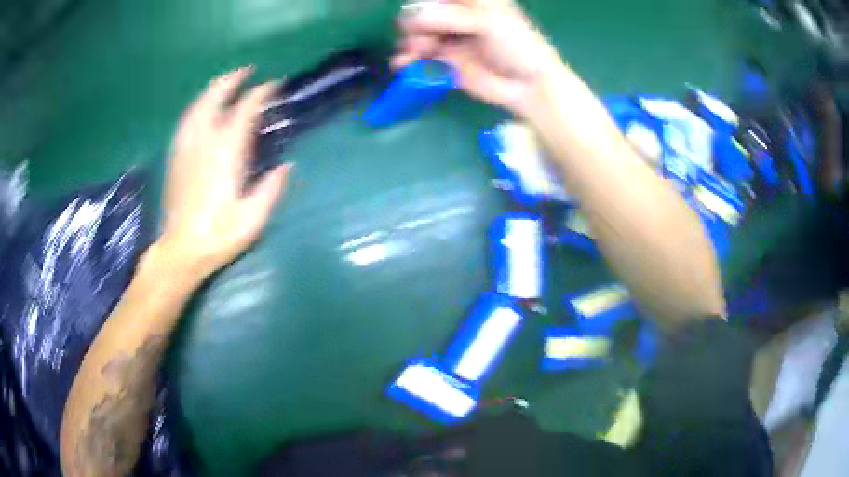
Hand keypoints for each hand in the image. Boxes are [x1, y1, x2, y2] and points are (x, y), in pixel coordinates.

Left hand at [159, 67, 291, 279]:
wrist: (180, 251)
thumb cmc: (218, 236)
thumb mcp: (253, 219)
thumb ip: (271, 188)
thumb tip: (286, 166)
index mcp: (226, 153)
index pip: (244, 109)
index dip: (260, 93)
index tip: (273, 86)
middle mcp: (204, 142)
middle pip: (215, 97)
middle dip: (232, 80)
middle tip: (248, 71)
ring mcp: (186, 147)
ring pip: (198, 105)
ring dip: (213, 89)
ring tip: (226, 83)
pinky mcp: (176, 157)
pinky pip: (186, 121)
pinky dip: (198, 106)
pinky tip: (202, 108)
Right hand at [394, 0, 562, 115]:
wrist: (528, 85)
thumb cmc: (517, 44)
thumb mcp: (487, 21)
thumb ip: (450, 17)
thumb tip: (414, 18)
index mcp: (470, 2)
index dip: (427, 3)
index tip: (425, 10)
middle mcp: (456, 17)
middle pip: (421, 13)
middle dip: (417, 22)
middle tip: (426, 35)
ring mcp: (449, 40)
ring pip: (416, 35)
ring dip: (411, 41)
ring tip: (416, 52)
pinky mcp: (444, 63)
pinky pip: (419, 59)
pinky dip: (407, 61)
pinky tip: (403, 64)